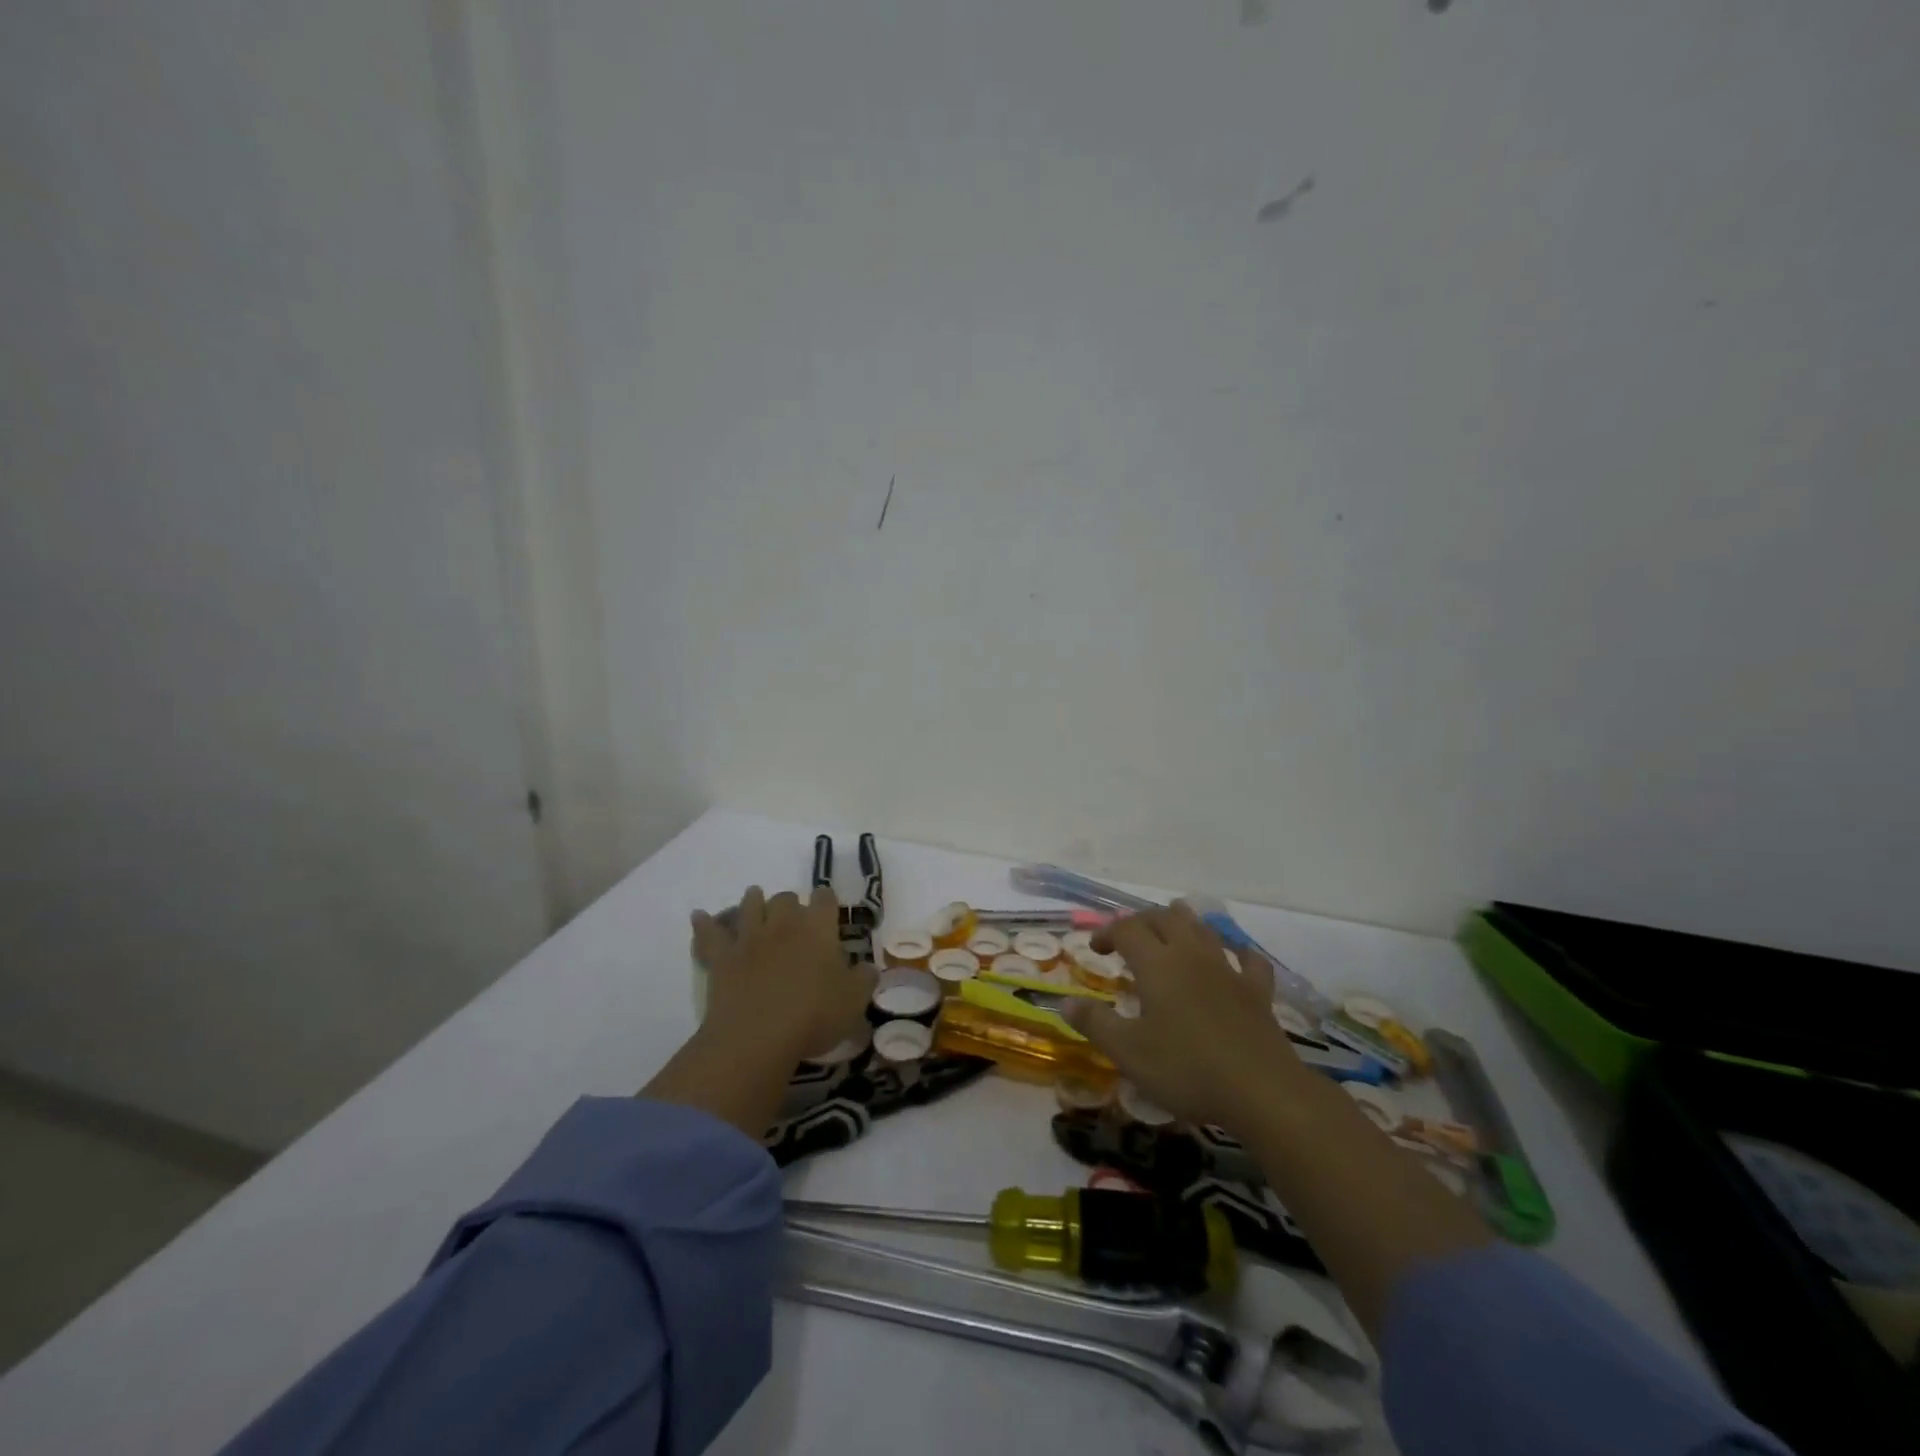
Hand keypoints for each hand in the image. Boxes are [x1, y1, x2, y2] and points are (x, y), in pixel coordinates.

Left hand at [691, 886, 873, 1061]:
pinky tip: (698, 916)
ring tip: (755, 902)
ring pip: (750, 905)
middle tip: (794, 922)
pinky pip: (709, 934)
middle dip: (791, 905)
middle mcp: (783, 923)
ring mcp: (749, 937)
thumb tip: (867, 967)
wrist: (758, 1036)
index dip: (826, 902)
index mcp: (818, 928)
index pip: (824, 898)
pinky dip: (704, 924)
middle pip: (786, 898)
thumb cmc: (814, 1015)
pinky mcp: (722, 957)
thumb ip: (863, 979)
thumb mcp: (854, 1001)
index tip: (828, 913)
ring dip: (753, 901)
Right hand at [1063, 901, 1306, 1131]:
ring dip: (1182, 924)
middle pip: (1164, 918)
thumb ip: (1095, 1024)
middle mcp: (1191, 955)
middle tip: (1127, 940)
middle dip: (1141, 922)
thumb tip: (1065, 1004)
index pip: (1126, 930)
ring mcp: (1228, 969)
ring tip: (1169, 934)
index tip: (1095, 950)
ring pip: (1203, 928)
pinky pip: (1248, 959)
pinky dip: (1236, 952)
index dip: (1107, 932)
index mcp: (1157, 964)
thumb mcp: (1128, 1053)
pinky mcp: (1257, 991)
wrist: (1262, 1091)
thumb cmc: (1186, 1069)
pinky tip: (1233, 958)